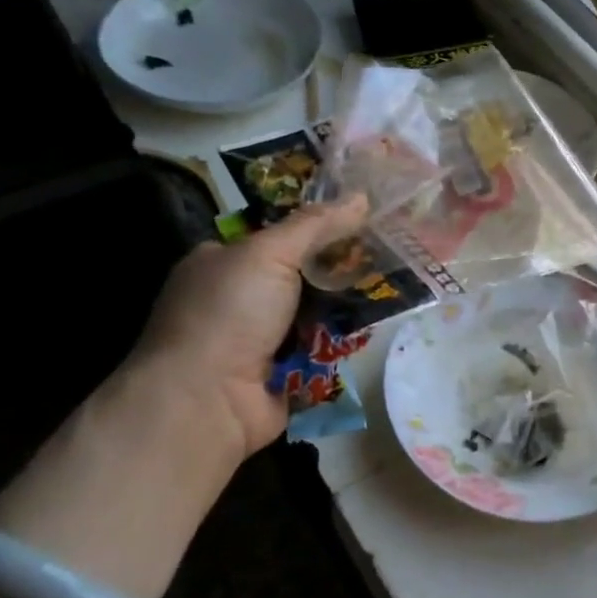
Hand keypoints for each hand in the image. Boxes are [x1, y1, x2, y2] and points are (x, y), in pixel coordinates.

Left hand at [128, 195, 370, 457]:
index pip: (275, 238)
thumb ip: (316, 225)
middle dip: (337, 271)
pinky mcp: (279, 375)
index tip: (361, 223)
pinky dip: (338, 345)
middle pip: (299, 277)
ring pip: (312, 315)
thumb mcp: (270, 254)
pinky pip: (317, 352)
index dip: (316, 229)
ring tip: (390, 291)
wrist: (206, 401)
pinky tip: (371, 331)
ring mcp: (256, 341)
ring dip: (343, 309)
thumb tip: (362, 196)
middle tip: (383, 258)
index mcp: (221, 263)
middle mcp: (235, 300)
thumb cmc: (228, 314)